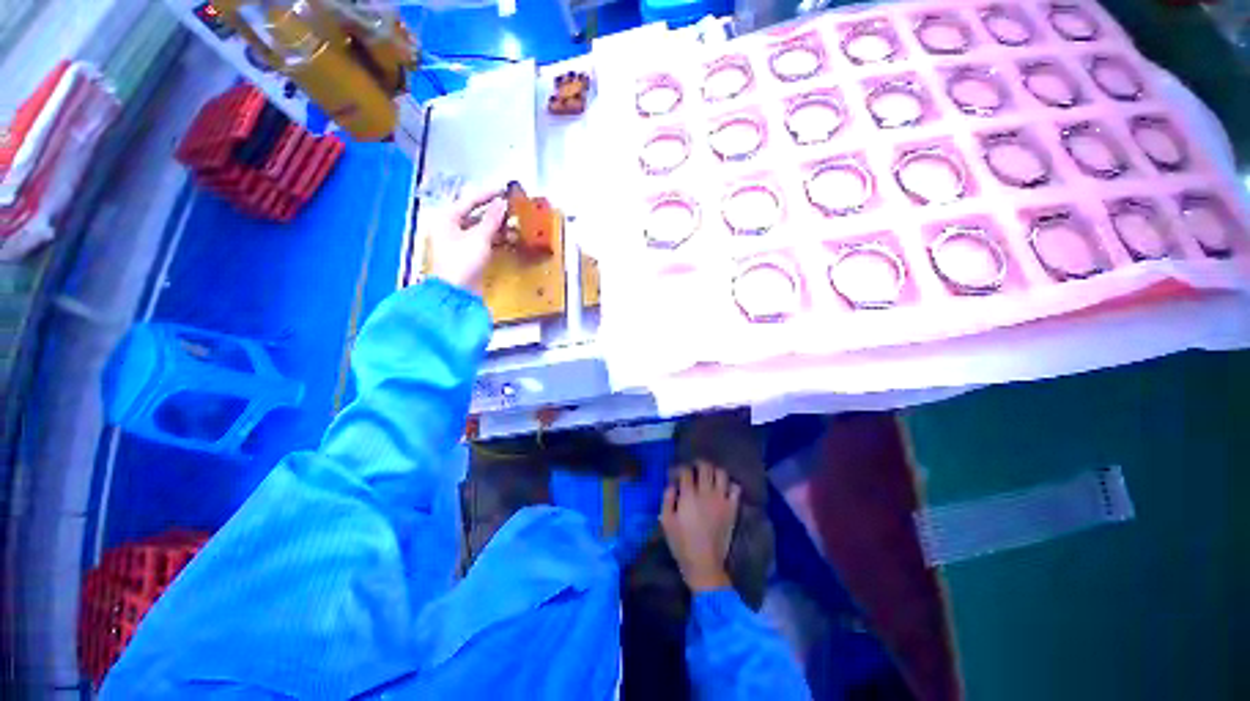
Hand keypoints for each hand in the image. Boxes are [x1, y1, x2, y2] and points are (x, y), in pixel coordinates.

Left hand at [427, 187, 507, 294]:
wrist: (457, 293)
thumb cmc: (463, 262)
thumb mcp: (479, 238)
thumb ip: (492, 219)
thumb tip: (502, 203)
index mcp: (447, 218)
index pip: (469, 200)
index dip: (488, 194)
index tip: (505, 189)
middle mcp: (450, 226)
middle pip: (474, 213)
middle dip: (494, 211)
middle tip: (511, 207)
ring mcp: (458, 241)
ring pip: (479, 227)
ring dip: (496, 225)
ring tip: (513, 223)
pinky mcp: (467, 254)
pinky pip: (482, 239)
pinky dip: (494, 237)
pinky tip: (507, 237)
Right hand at [660, 461, 740, 592]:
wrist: (705, 564)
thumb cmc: (681, 544)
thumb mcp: (666, 521)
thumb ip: (667, 499)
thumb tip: (672, 484)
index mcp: (689, 496)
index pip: (686, 471)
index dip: (680, 468)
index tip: (676, 474)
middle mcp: (706, 493)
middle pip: (705, 467)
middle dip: (698, 464)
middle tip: (693, 469)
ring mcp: (721, 500)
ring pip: (721, 473)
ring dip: (714, 471)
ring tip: (709, 476)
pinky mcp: (732, 509)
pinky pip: (735, 489)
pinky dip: (730, 485)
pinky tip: (723, 489)